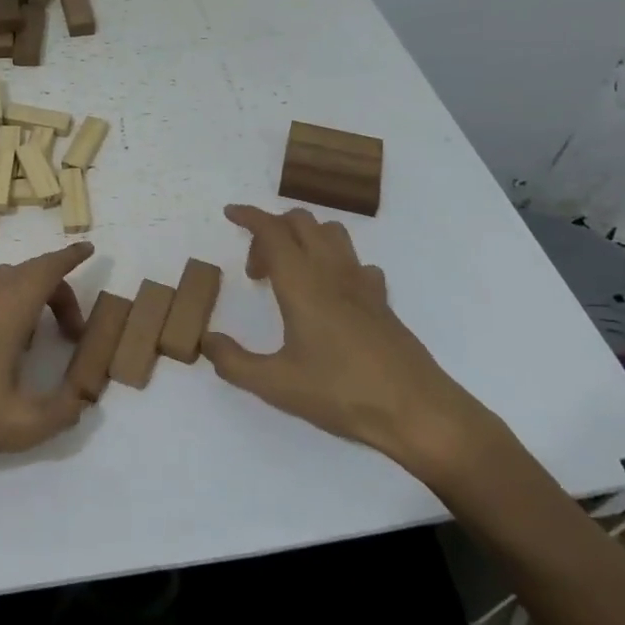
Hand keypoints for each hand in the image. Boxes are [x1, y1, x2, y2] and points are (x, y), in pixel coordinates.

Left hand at [0, 242, 95, 468]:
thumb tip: (82, 401)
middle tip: (70, 331)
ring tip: (30, 343)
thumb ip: (63, 411)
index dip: (72, 257)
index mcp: (9, 307)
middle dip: (56, 291)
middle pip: (28, 273)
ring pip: (0, 282)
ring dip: (25, 299)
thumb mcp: (21, 425)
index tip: (89, 250)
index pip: (49, 267)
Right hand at [202, 205, 500, 482]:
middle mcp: (332, 272)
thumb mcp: (276, 385)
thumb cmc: (342, 393)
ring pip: (331, 233)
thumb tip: (207, 341)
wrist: (417, 411)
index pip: (272, 230)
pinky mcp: (382, 301)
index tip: (230, 214)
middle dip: (271, 230)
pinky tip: (329, 294)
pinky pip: (354, 262)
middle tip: (256, 270)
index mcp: (302, 283)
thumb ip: (234, 362)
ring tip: (289, 274)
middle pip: (301, 222)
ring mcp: (362, 284)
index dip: (249, 216)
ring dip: (304, 238)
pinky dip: (334, 262)